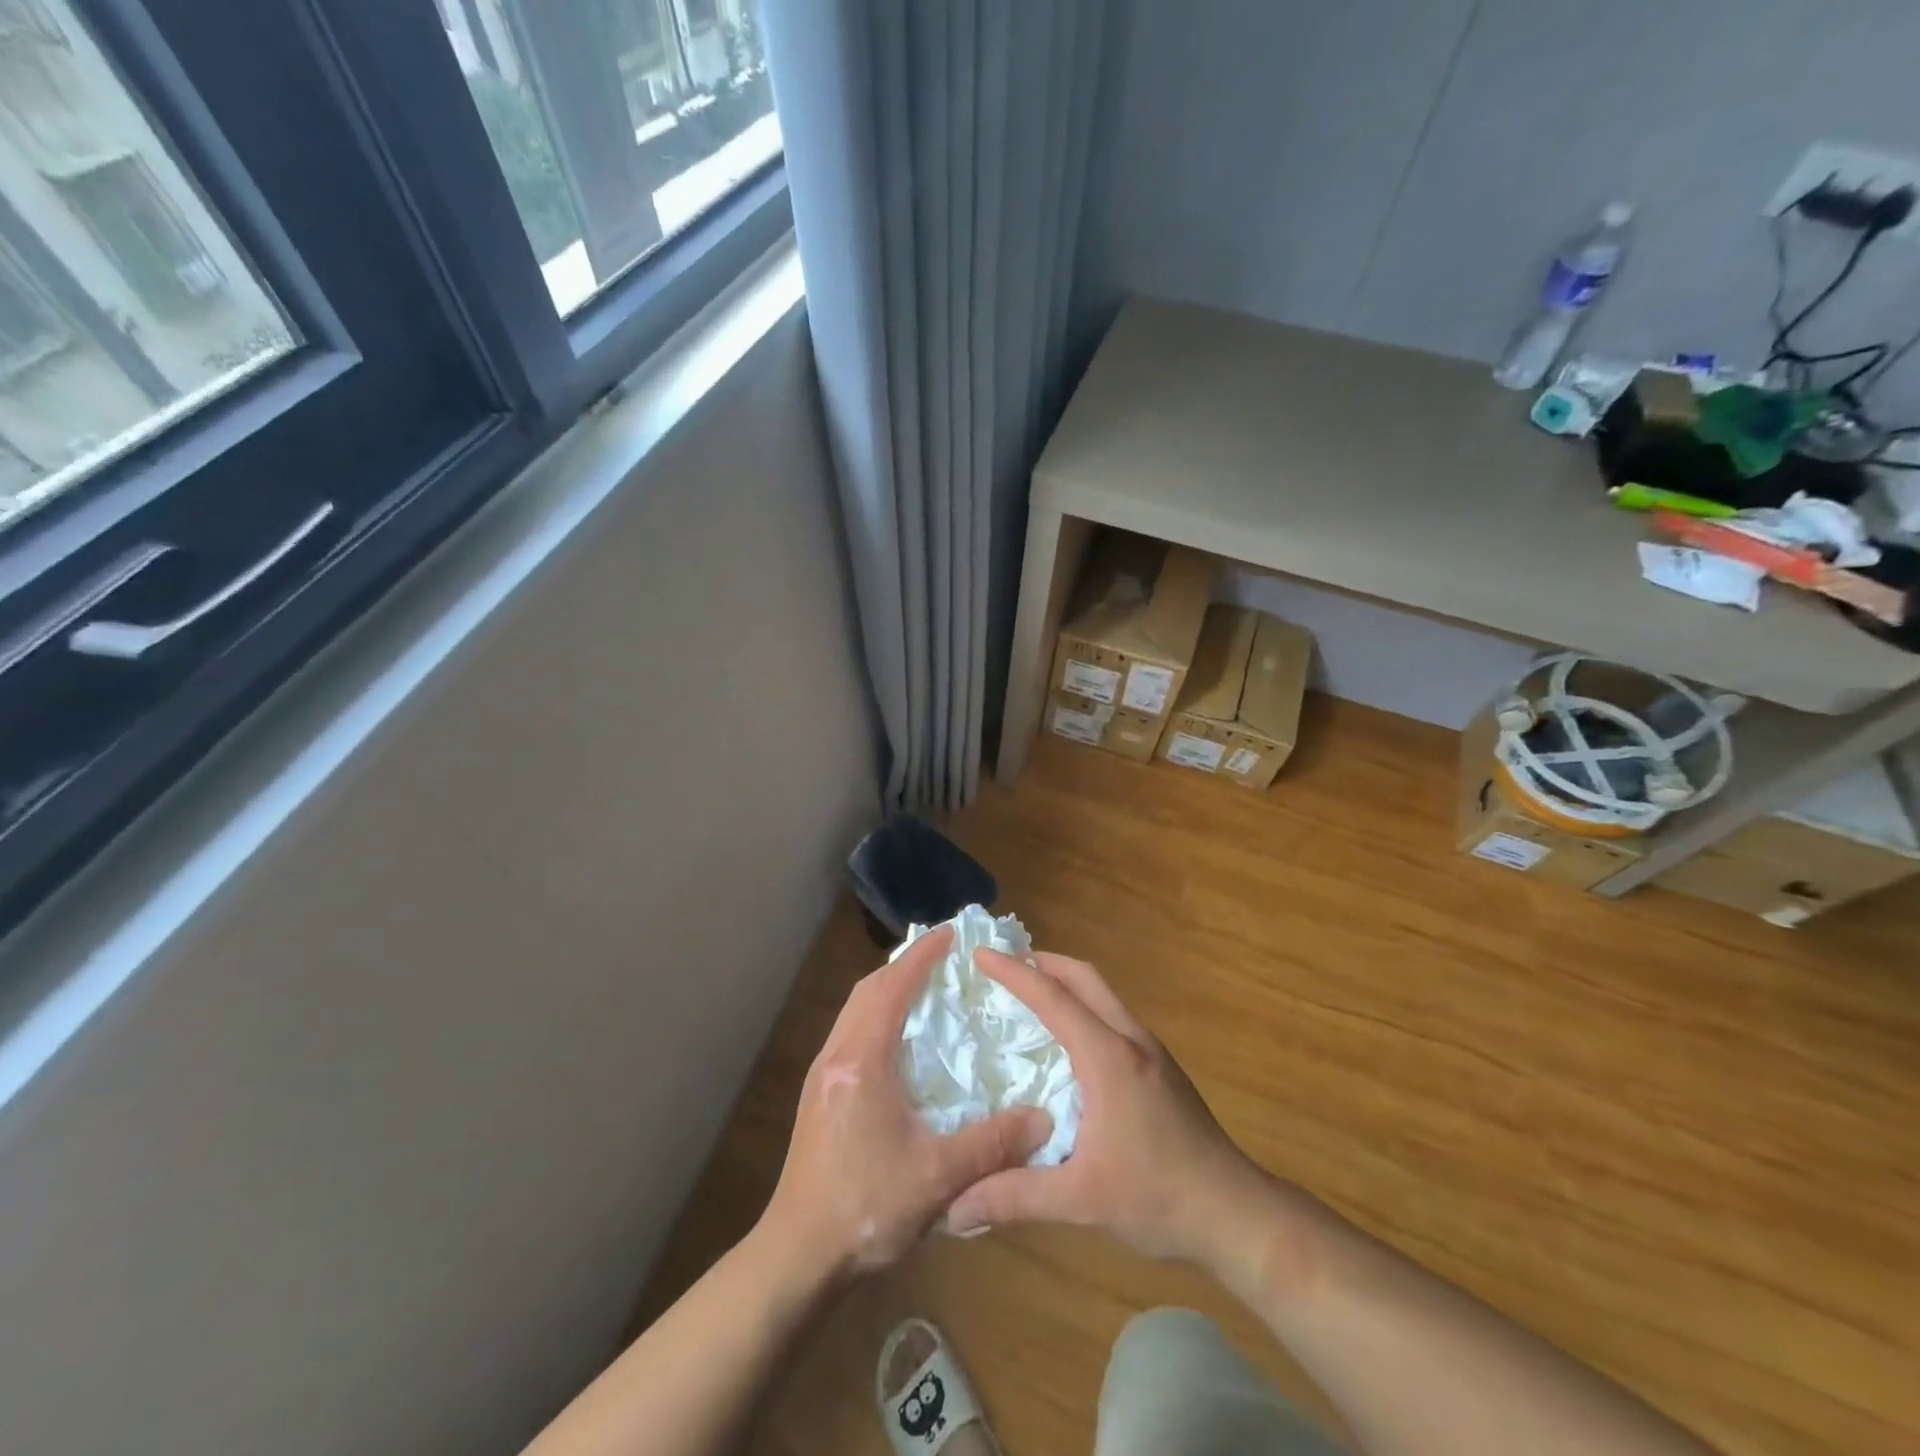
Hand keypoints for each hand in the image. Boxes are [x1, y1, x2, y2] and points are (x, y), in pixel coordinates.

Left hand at [762, 927, 1051, 1278]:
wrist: (799, 1255)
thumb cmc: (866, 1208)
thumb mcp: (938, 1178)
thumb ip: (993, 1144)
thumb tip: (1044, 1120)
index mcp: (862, 1060)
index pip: (892, 988)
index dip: (922, 957)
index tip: (951, 934)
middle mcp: (836, 1055)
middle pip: (867, 990)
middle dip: (904, 966)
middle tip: (942, 958)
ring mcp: (821, 1074)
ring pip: (855, 1010)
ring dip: (887, 989)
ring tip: (924, 990)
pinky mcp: (818, 1094)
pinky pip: (850, 1032)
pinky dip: (876, 1015)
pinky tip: (899, 1041)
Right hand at [944, 949, 1274, 1268]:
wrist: (1236, 1213)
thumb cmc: (1159, 1198)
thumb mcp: (1081, 1200)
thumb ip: (1015, 1196)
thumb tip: (954, 1208)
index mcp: (1108, 1057)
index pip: (1053, 998)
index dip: (1013, 972)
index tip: (980, 954)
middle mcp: (1130, 1039)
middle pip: (1084, 977)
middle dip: (1042, 962)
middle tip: (1003, 964)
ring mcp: (1151, 1050)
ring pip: (1102, 994)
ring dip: (1065, 982)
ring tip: (1028, 994)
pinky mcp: (1161, 1067)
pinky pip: (1113, 1015)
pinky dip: (1083, 1006)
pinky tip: (1068, 1040)